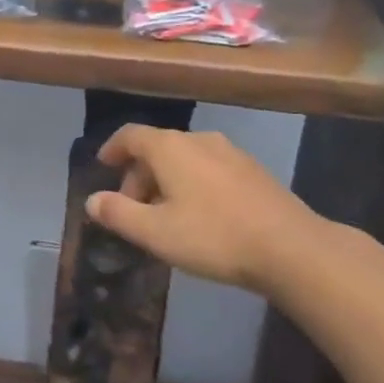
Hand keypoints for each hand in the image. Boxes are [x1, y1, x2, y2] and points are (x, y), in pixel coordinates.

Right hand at [85, 126, 329, 293]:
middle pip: (158, 147)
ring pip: (185, 159)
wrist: (291, 247)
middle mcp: (199, 139)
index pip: (131, 135)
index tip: (103, 165)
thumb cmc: (214, 236)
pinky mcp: (253, 170)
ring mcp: (230, 152)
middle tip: (132, 209)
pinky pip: (209, 168)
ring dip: (166, 181)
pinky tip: (200, 216)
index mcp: (170, 147)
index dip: (113, 148)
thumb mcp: (156, 232)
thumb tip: (92, 200)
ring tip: (164, 216)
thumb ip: (119, 213)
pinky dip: (192, 184)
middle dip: (139, 175)